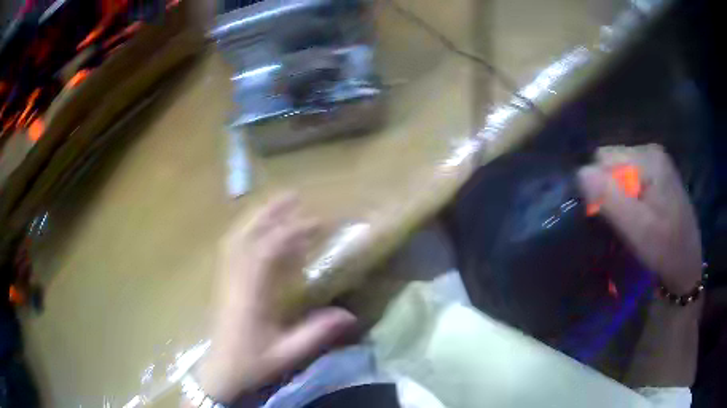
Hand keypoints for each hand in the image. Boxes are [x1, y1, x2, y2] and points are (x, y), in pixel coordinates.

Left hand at [198, 194, 356, 403]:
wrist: (219, 371)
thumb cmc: (250, 363)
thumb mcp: (286, 353)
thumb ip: (315, 333)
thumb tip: (349, 315)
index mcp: (250, 295)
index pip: (267, 251)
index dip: (291, 232)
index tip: (316, 221)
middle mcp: (235, 279)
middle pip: (247, 235)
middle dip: (270, 212)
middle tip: (292, 195)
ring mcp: (226, 278)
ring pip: (237, 238)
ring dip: (257, 218)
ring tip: (277, 205)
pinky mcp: (223, 282)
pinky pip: (233, 248)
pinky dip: (247, 232)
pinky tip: (258, 231)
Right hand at [578, 144, 702, 293]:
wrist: (686, 266)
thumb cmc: (665, 249)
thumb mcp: (637, 229)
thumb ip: (610, 199)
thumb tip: (581, 173)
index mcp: (649, 158)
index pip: (604, 159)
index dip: (601, 188)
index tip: (613, 217)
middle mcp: (651, 151)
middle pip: (612, 161)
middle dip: (610, 190)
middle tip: (624, 220)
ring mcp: (656, 162)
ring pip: (620, 171)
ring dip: (619, 195)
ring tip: (632, 220)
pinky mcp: (658, 175)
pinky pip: (631, 178)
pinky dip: (628, 196)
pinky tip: (639, 215)